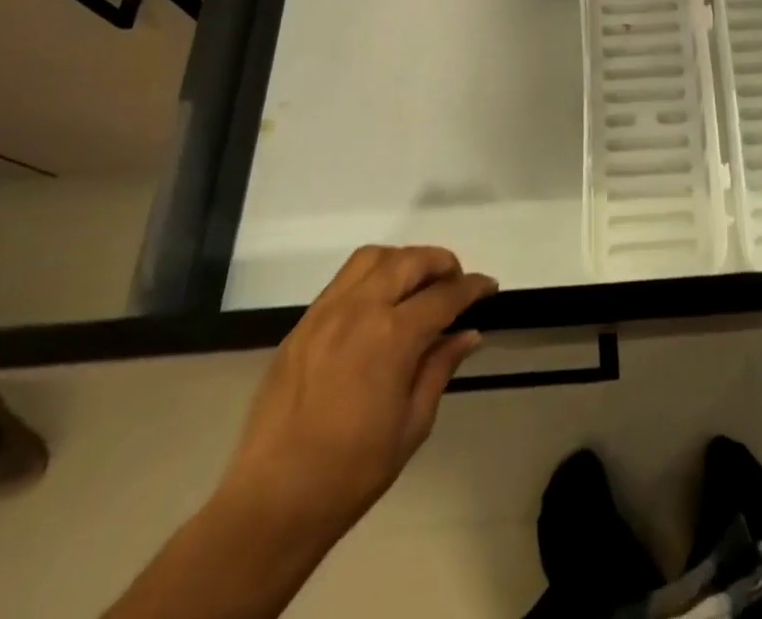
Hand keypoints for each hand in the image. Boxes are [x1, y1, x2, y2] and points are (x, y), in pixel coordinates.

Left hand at [215, 245, 496, 545]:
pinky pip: (343, 280)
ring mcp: (326, 313)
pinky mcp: (302, 325)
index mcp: (392, 336)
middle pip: (410, 260)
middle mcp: (360, 310)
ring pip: (373, 258)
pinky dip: (370, 276)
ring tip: (415, 284)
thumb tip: (468, 334)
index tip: (489, 287)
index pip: (444, 295)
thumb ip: (440, 368)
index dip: (473, 287)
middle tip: (455, 283)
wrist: (272, 503)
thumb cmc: (352, 472)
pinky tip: (378, 303)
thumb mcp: (412, 425)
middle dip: (441, 263)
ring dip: (403, 260)